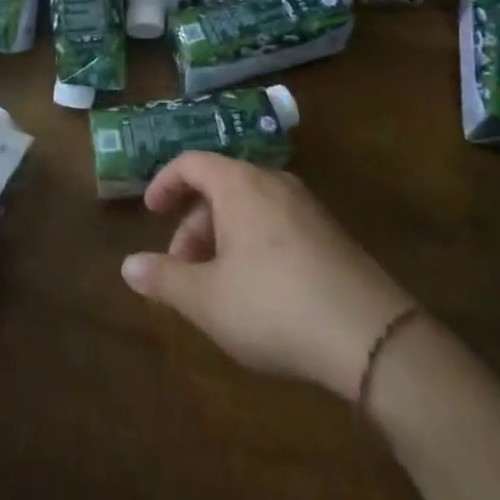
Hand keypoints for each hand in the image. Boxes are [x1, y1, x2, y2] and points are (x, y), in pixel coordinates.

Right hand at [121, 153, 415, 399]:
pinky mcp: (331, 234)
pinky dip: (253, 244)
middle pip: (220, 187)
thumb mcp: (207, 299)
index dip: (164, 183)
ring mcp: (307, 206)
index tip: (150, 212)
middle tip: (181, 268)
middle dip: (193, 224)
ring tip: (216, 286)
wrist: (371, 336)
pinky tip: (258, 292)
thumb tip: (127, 265)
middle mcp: (273, 182)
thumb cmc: (273, 306)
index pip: (191, 162)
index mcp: (239, 184)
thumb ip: (164, 278)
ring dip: (222, 238)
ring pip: (250, 208)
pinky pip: (277, 224)